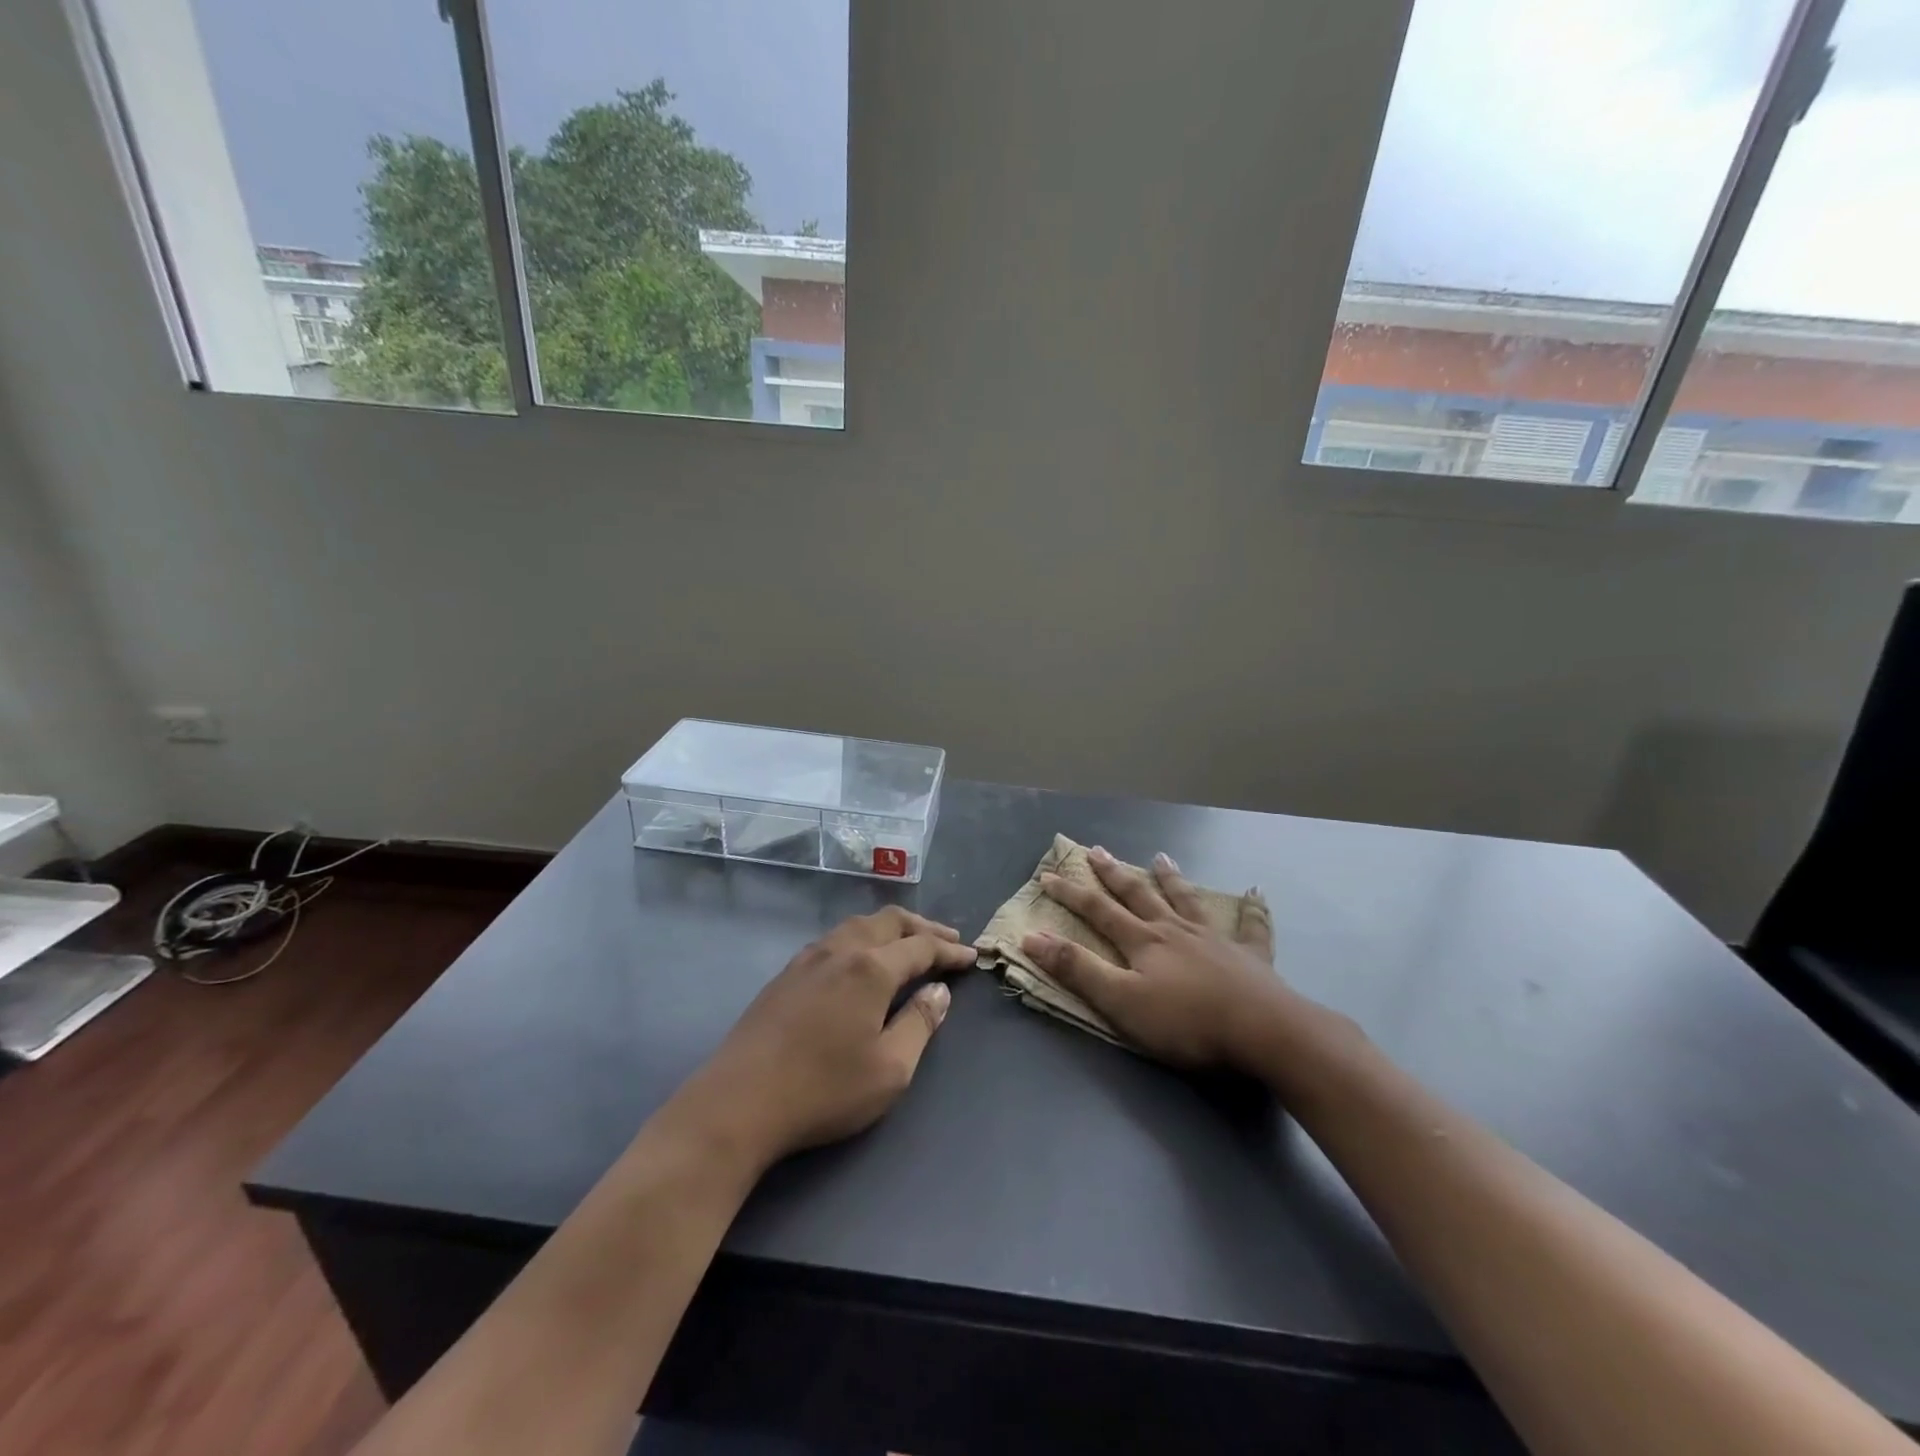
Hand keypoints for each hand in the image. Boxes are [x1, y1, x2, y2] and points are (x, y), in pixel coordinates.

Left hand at [681, 907, 975, 1167]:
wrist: (738, 1102)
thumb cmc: (823, 1090)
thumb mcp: (890, 1069)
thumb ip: (920, 1024)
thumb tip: (939, 991)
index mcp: (871, 968)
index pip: (921, 946)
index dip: (949, 950)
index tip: (971, 956)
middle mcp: (841, 950)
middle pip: (889, 921)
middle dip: (923, 927)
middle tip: (947, 939)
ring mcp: (808, 958)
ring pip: (858, 924)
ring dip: (890, 928)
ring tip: (908, 943)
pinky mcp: (786, 974)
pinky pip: (835, 939)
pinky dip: (862, 938)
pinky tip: (861, 959)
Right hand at [1021, 847, 1296, 1071]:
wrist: (1263, 1030)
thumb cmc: (1186, 1022)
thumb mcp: (1120, 1002)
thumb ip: (1077, 969)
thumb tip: (1032, 936)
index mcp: (1143, 941)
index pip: (1098, 910)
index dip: (1071, 893)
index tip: (1048, 875)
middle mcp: (1175, 930)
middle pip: (1138, 896)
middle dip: (1114, 874)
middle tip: (1096, 850)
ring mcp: (1215, 939)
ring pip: (1187, 901)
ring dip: (1171, 879)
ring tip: (1161, 858)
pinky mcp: (1251, 957)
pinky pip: (1251, 927)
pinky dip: (1252, 910)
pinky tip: (1255, 893)